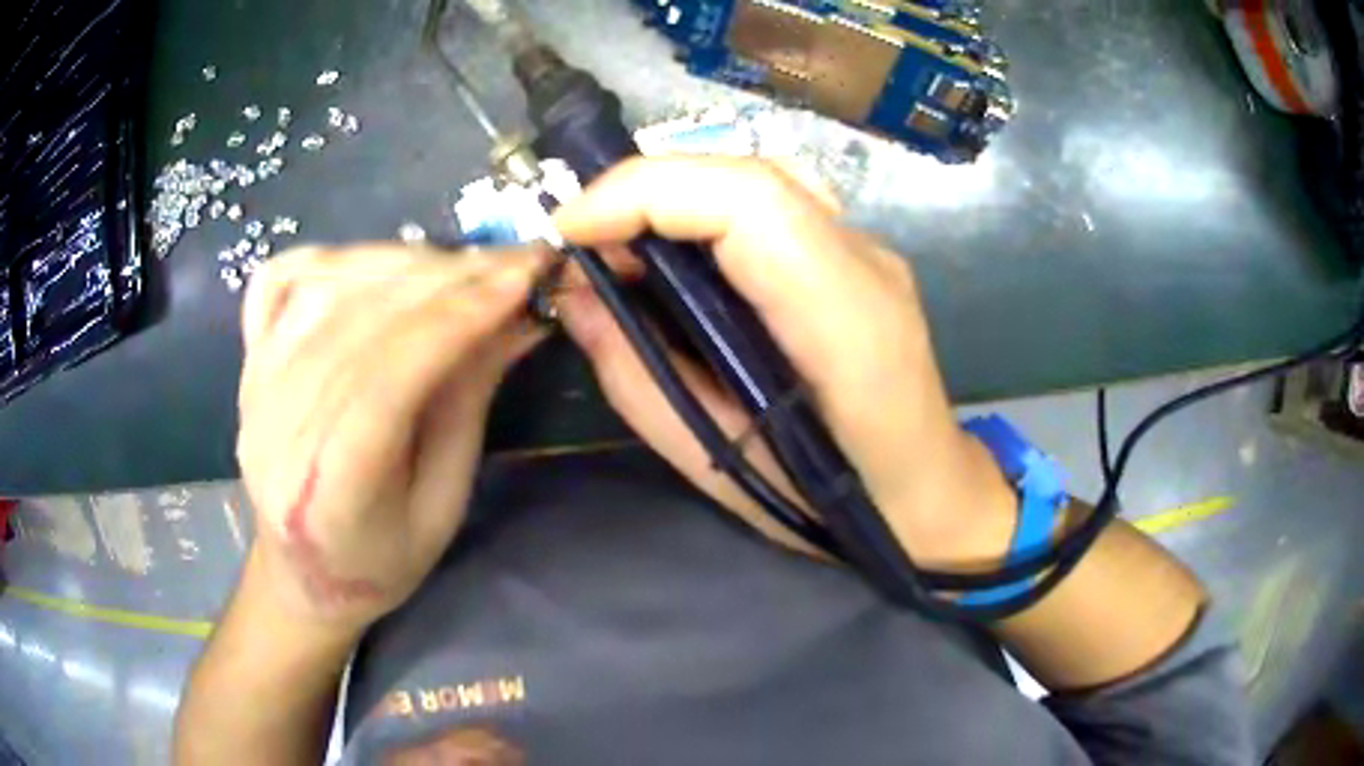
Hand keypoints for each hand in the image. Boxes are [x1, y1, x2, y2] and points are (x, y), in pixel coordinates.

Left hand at [236, 244, 548, 631]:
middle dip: (444, 279)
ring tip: (455, 267)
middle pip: (358, 319)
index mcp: (329, 488)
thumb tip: (517, 316)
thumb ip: (469, 403)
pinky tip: (375, 266)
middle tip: (508, 263)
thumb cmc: (379, 560)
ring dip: (401, 261)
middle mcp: (277, 425)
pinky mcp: (248, 358)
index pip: (389, 376)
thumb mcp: (443, 504)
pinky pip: (280, 277)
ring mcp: (253, 383)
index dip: (459, 316)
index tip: (525, 275)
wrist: (302, 574)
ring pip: (324, 285)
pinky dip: (334, 256)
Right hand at [553, 158, 1016, 569]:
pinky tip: (670, 258)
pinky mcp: (855, 257)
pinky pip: (770, 208)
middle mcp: (865, 263)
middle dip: (644, 191)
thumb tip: (576, 301)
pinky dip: (702, 216)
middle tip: (582, 245)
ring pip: (756, 183)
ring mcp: (867, 252)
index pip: (748, 202)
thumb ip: (640, 379)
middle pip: (748, 176)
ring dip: (670, 199)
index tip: (570, 233)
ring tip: (614, 251)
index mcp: (847, 322)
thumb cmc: (837, 508)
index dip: (645, 194)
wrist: (931, 498)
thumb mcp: (722, 462)